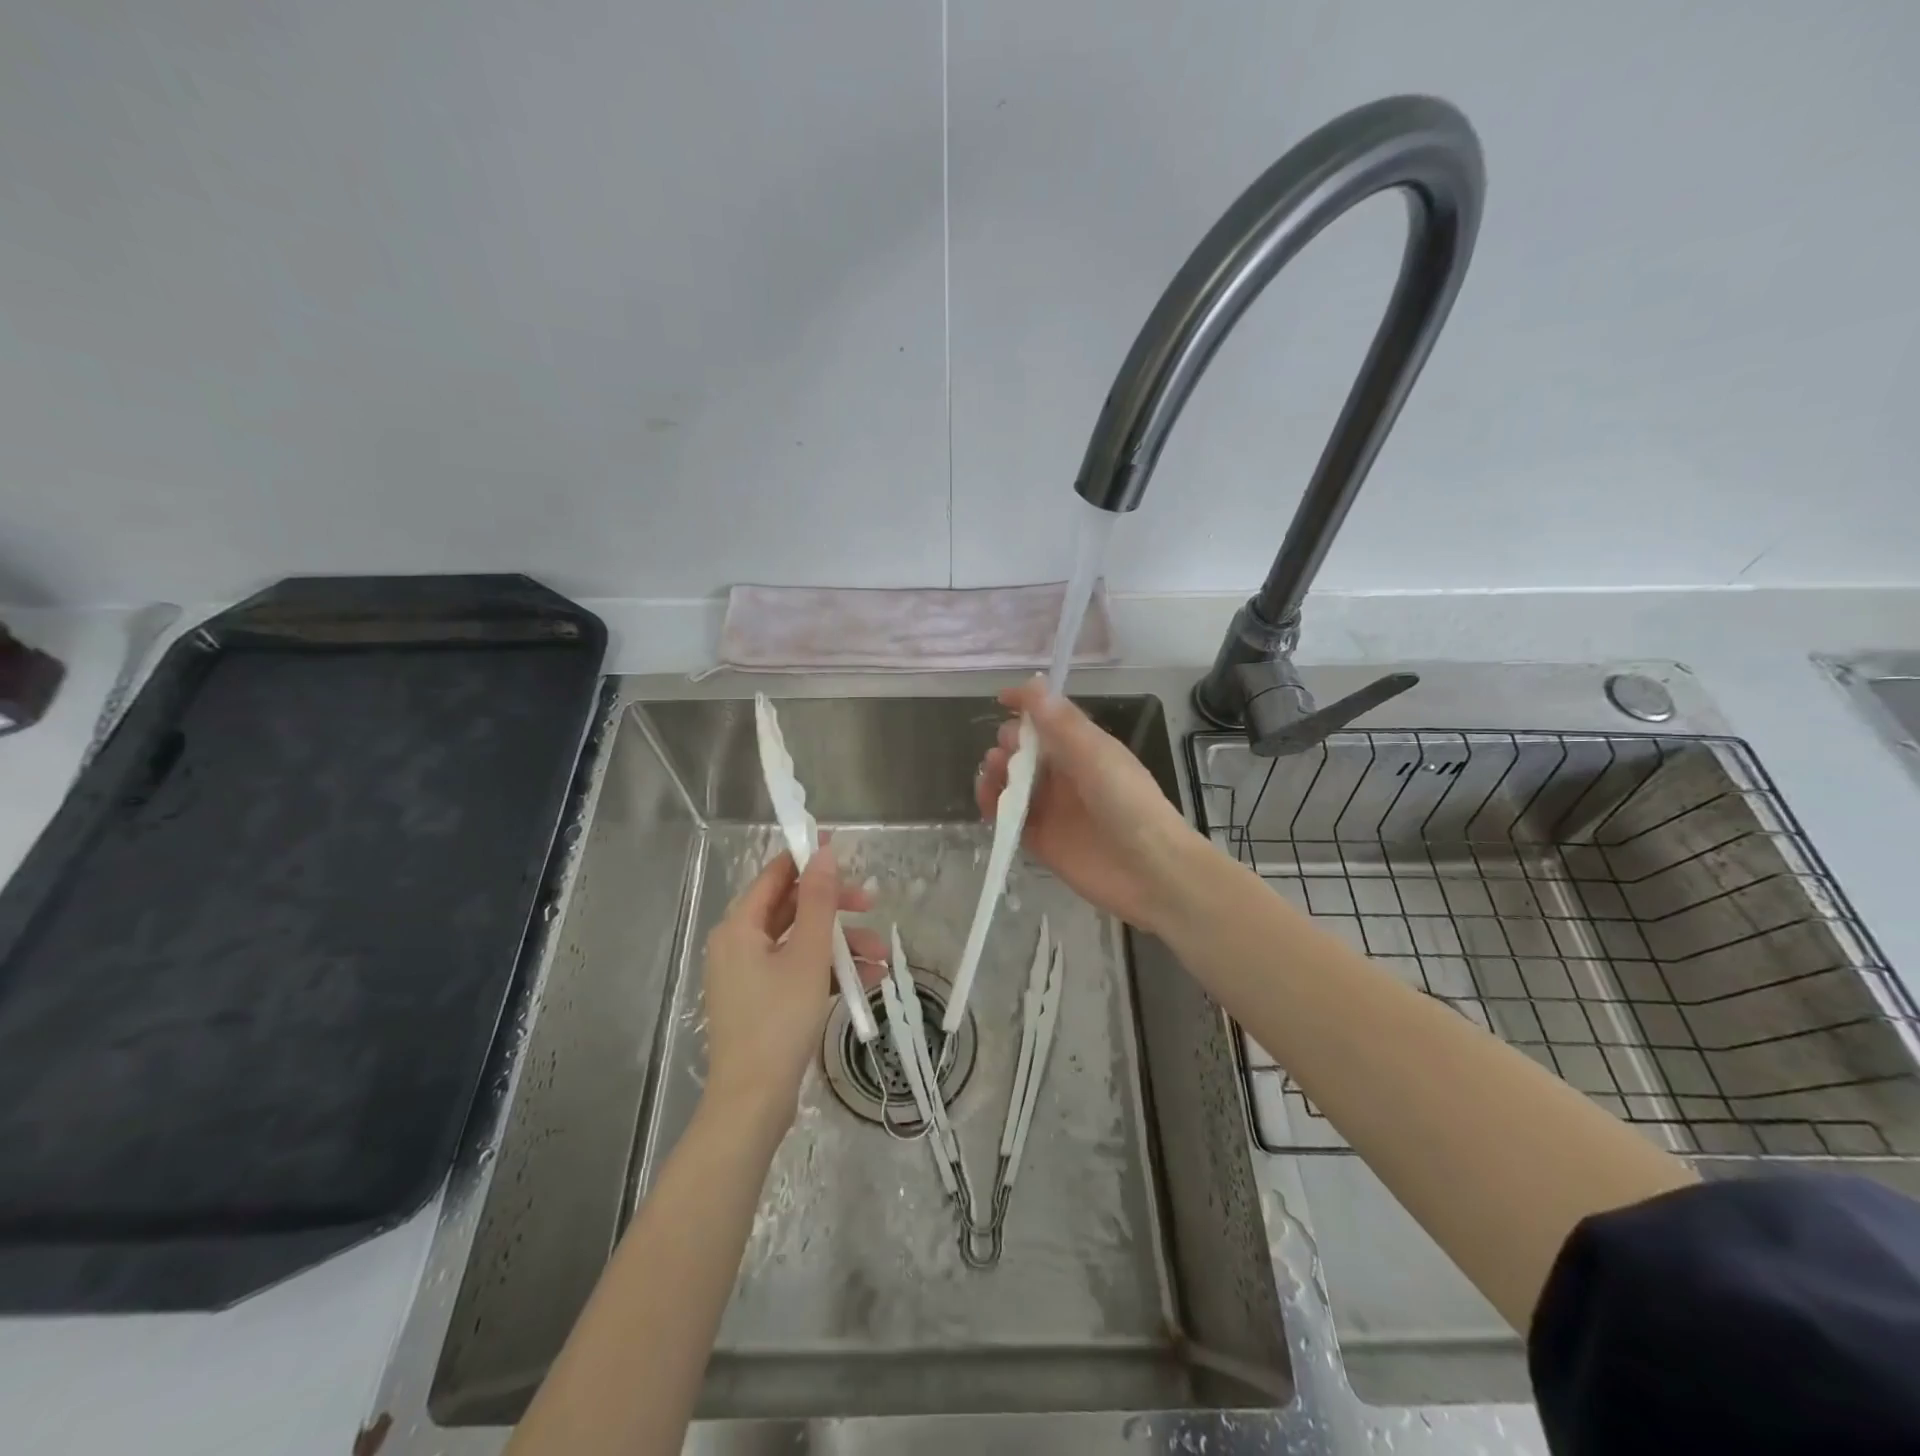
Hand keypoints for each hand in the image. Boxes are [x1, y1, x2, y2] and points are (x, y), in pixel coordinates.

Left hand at [701, 842, 883, 1130]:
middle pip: (792, 909)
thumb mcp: (808, 955)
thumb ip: (819, 902)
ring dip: (842, 944)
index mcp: (739, 927)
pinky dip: (830, 971)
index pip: (775, 876)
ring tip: (882, 956)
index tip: (843, 851)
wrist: (753, 1103)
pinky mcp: (763, 1002)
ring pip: (802, 943)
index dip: (808, 860)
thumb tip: (824, 854)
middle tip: (872, 905)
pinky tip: (868, 981)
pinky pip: (799, 971)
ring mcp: (750, 975)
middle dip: (836, 908)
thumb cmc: (778, 1021)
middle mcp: (739, 945)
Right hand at [975, 678, 1207, 936]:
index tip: (1002, 699)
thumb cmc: (1128, 803)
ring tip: (992, 773)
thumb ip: (1062, 723)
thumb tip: (1033, 683)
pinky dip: (992, 806)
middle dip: (1009, 742)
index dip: (1026, 706)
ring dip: (996, 772)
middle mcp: (1065, 774)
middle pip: (1026, 749)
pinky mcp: (1040, 839)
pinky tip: (986, 801)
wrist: (1150, 871)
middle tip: (1006, 752)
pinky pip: (1008, 817)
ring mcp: (1051, 807)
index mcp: (1084, 748)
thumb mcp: (1096, 755)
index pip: (1050, 718)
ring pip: (1012, 781)